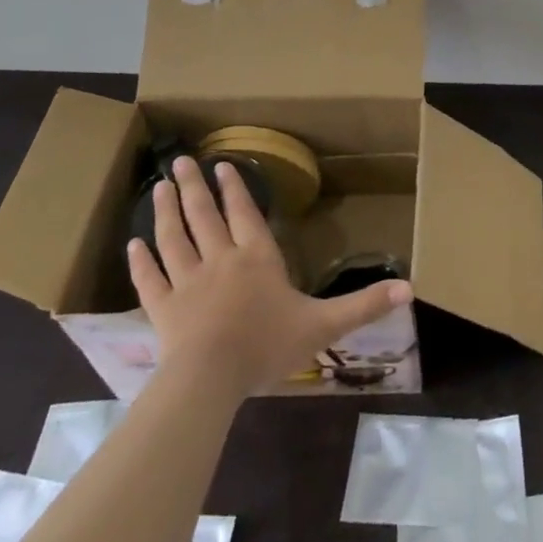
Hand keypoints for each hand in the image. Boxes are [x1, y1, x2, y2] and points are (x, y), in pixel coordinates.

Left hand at [127, 156, 412, 393]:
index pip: (244, 215)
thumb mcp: (324, 325)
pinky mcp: (162, 309)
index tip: (223, 165)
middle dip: (194, 187)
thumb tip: (410, 288)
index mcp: (256, 259)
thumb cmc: (267, 346)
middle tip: (180, 161)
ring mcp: (186, 284)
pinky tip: (132, 244)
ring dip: (165, 212)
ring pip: (173, 239)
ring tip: (158, 188)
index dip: (235, 189)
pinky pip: (149, 279)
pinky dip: (140, 262)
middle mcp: (220, 261)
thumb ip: (364, 305)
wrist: (210, 380)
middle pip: (204, 217)